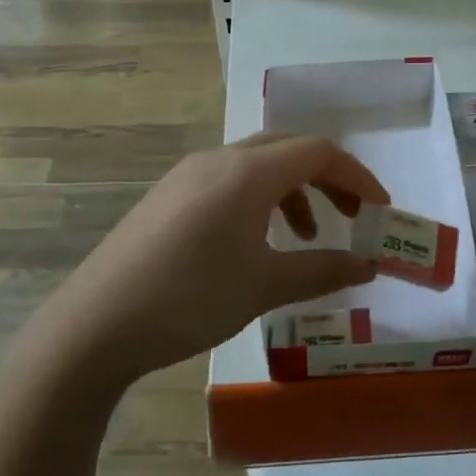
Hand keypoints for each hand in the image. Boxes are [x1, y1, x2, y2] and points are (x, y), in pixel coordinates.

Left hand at [46, 134, 386, 382]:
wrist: (95, 324)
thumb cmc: (191, 298)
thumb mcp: (265, 286)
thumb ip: (322, 270)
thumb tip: (367, 265)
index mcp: (248, 171)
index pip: (318, 152)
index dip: (357, 176)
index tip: (380, 209)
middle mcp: (219, 159)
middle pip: (288, 151)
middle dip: (327, 180)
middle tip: (351, 216)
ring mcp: (187, 175)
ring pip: (257, 166)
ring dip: (292, 193)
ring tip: (305, 239)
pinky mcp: (168, 196)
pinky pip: (229, 183)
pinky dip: (259, 202)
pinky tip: (255, 244)